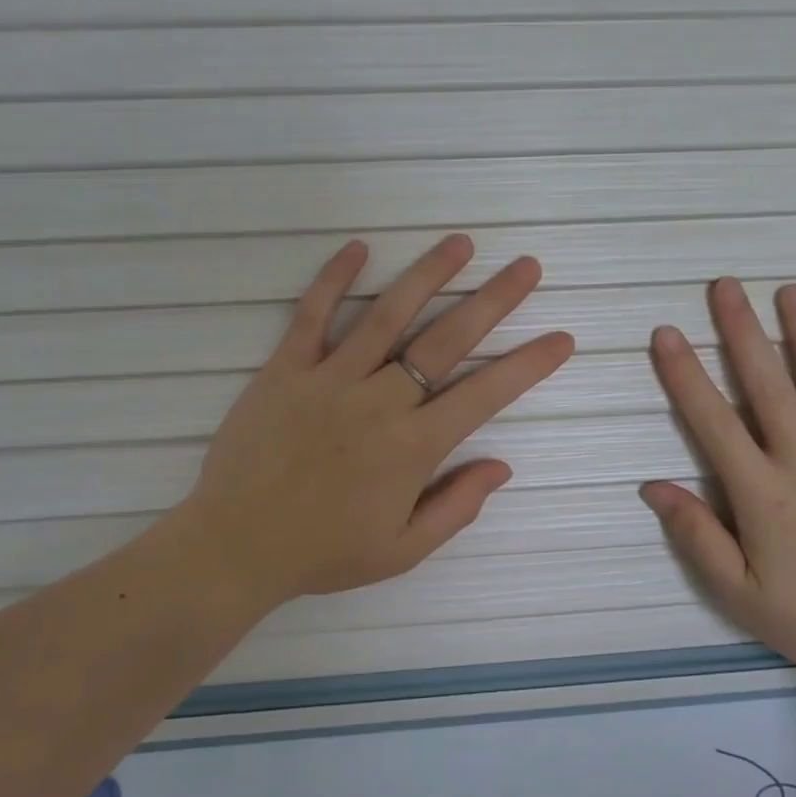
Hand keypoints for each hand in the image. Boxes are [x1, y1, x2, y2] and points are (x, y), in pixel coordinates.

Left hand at [183, 235, 573, 603]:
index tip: (560, 338)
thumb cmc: (322, 553)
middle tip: (526, 267)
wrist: (235, 547)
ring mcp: (330, 379)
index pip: (484, 394)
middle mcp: (379, 402)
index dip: (527, 365)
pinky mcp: (285, 369)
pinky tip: (359, 247)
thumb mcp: (401, 550)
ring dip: (428, 275)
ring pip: (387, 315)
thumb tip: (502, 466)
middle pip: (445, 340)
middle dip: (493, 301)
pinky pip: (312, 315)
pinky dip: (333, 278)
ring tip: (460, 243)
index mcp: (412, 447)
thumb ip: (456, 507)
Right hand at [641, 280, 795, 694]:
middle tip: (726, 286)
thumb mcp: (740, 595)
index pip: (714, 422)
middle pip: (769, 387)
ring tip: (790, 291)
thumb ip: (698, 536)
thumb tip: (654, 487)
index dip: (686, 375)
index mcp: (762, 494)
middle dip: (743, 333)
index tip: (667, 334)